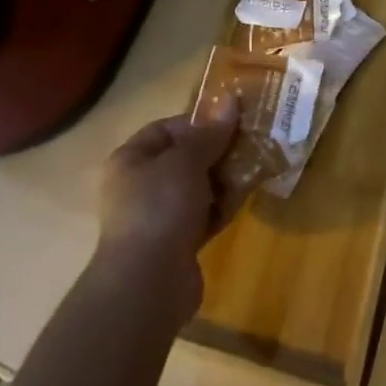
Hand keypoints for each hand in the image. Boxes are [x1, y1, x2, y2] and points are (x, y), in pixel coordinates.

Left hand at [94, 98, 240, 319]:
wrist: (147, 285)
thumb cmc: (160, 207)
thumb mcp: (186, 160)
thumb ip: (210, 133)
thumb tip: (230, 100)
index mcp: (131, 159)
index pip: (167, 129)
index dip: (199, 122)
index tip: (231, 122)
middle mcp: (140, 186)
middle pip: (185, 158)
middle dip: (218, 152)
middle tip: (250, 144)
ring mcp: (158, 217)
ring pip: (198, 187)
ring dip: (224, 179)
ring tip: (254, 168)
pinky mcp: (177, 244)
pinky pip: (204, 215)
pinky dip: (222, 207)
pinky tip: (244, 199)